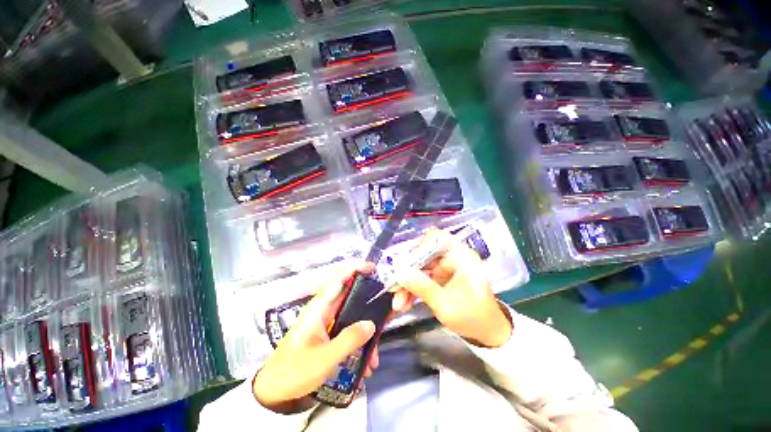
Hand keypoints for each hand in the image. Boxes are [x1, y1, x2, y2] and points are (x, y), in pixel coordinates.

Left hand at [252, 262, 379, 412]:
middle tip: (385, 310)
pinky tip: (364, 361)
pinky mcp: (328, 333)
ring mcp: (326, 321)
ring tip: (374, 354)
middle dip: (368, 303)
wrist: (274, 391)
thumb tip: (371, 324)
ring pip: (352, 315)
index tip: (372, 268)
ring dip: (365, 331)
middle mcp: (324, 309)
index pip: (338, 279)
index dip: (355, 269)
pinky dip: (358, 341)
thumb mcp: (324, 358)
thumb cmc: (295, 371)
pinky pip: (348, 329)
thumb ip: (349, 339)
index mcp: (319, 307)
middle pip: (350, 296)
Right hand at [393, 229, 511, 347]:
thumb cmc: (474, 318)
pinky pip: (420, 277)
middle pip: (423, 254)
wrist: (486, 335)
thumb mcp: (446, 305)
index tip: (406, 265)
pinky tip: (404, 303)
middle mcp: (452, 257)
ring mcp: (444, 268)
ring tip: (398, 302)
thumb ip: (422, 286)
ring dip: (407, 283)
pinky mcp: (439, 278)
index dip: (419, 247)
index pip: (437, 238)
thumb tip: (398, 270)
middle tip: (395, 288)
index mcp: (461, 256)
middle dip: (407, 272)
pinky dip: (411, 289)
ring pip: (418, 267)